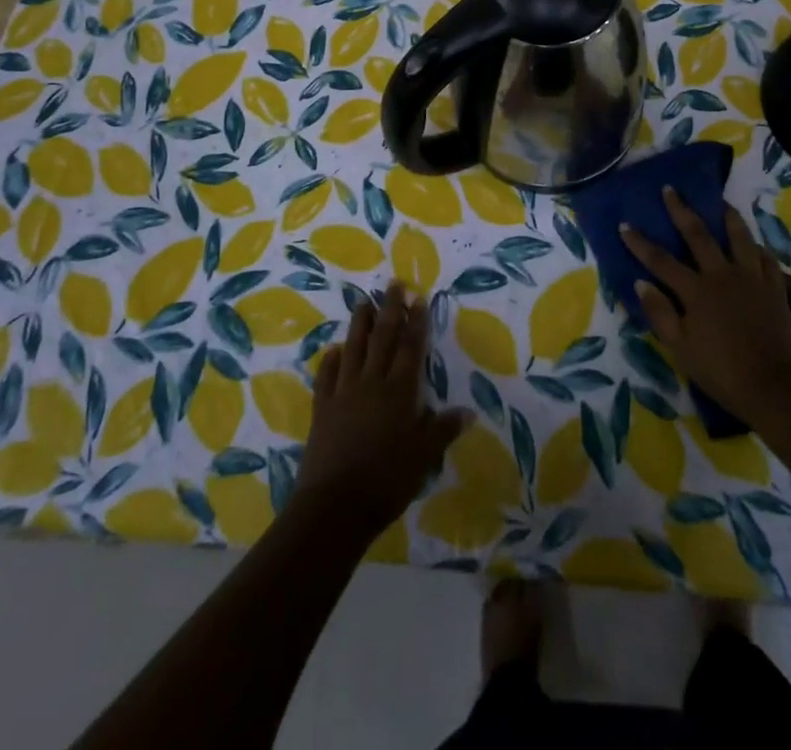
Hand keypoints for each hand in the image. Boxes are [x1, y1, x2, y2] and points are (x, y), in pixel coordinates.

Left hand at [293, 281, 468, 540]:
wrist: (335, 506)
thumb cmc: (386, 481)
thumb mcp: (423, 457)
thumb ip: (443, 430)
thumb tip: (468, 411)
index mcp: (399, 391)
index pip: (410, 348)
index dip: (415, 322)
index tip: (417, 298)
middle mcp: (371, 383)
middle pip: (382, 338)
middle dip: (389, 309)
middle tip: (392, 284)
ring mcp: (343, 393)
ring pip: (353, 349)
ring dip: (359, 324)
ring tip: (363, 302)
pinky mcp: (322, 409)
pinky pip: (327, 377)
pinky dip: (331, 361)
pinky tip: (333, 350)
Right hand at [620, 186, 790, 424]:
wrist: (777, 387)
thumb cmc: (723, 372)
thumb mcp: (681, 349)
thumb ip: (660, 314)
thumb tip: (641, 282)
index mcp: (695, 290)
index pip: (660, 260)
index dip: (640, 242)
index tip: (625, 224)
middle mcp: (722, 275)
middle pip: (698, 235)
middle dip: (681, 211)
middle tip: (671, 189)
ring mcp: (752, 279)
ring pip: (739, 238)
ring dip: (728, 217)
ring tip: (721, 202)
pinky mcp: (776, 289)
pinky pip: (767, 260)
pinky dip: (758, 248)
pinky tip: (755, 244)